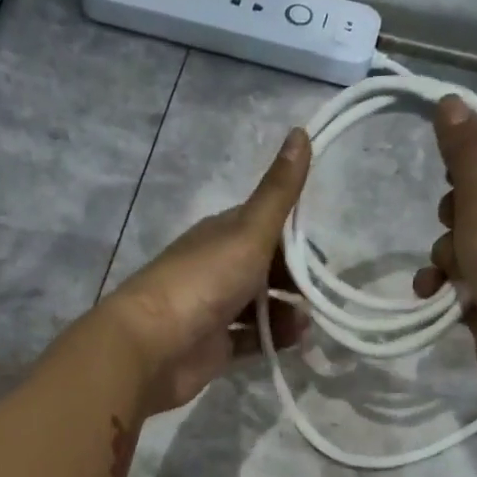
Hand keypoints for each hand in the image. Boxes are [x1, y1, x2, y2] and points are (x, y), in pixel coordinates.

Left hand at [103, 128, 311, 413]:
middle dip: (295, 280)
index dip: (296, 239)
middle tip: (321, 295)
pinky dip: (273, 338)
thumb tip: (301, 130)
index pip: (266, 226)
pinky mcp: (215, 345)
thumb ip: (278, 192)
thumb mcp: (248, 231)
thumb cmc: (203, 282)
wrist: (153, 345)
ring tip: (307, 323)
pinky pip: (252, 338)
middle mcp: (217, 267)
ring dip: (287, 312)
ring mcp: (214, 308)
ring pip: (261, 305)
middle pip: (266, 268)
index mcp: (221, 234)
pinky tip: (292, 341)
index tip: (322, 257)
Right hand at [414, 96, 476, 412]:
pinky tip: (433, 294)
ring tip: (449, 272)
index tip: (448, 174)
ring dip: (444, 255)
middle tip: (458, 226)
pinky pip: (460, 277)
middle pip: (474, 195)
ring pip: (461, 239)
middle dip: (452, 215)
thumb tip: (451, 99)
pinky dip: (444, 283)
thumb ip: (465, 150)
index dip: (470, 158)